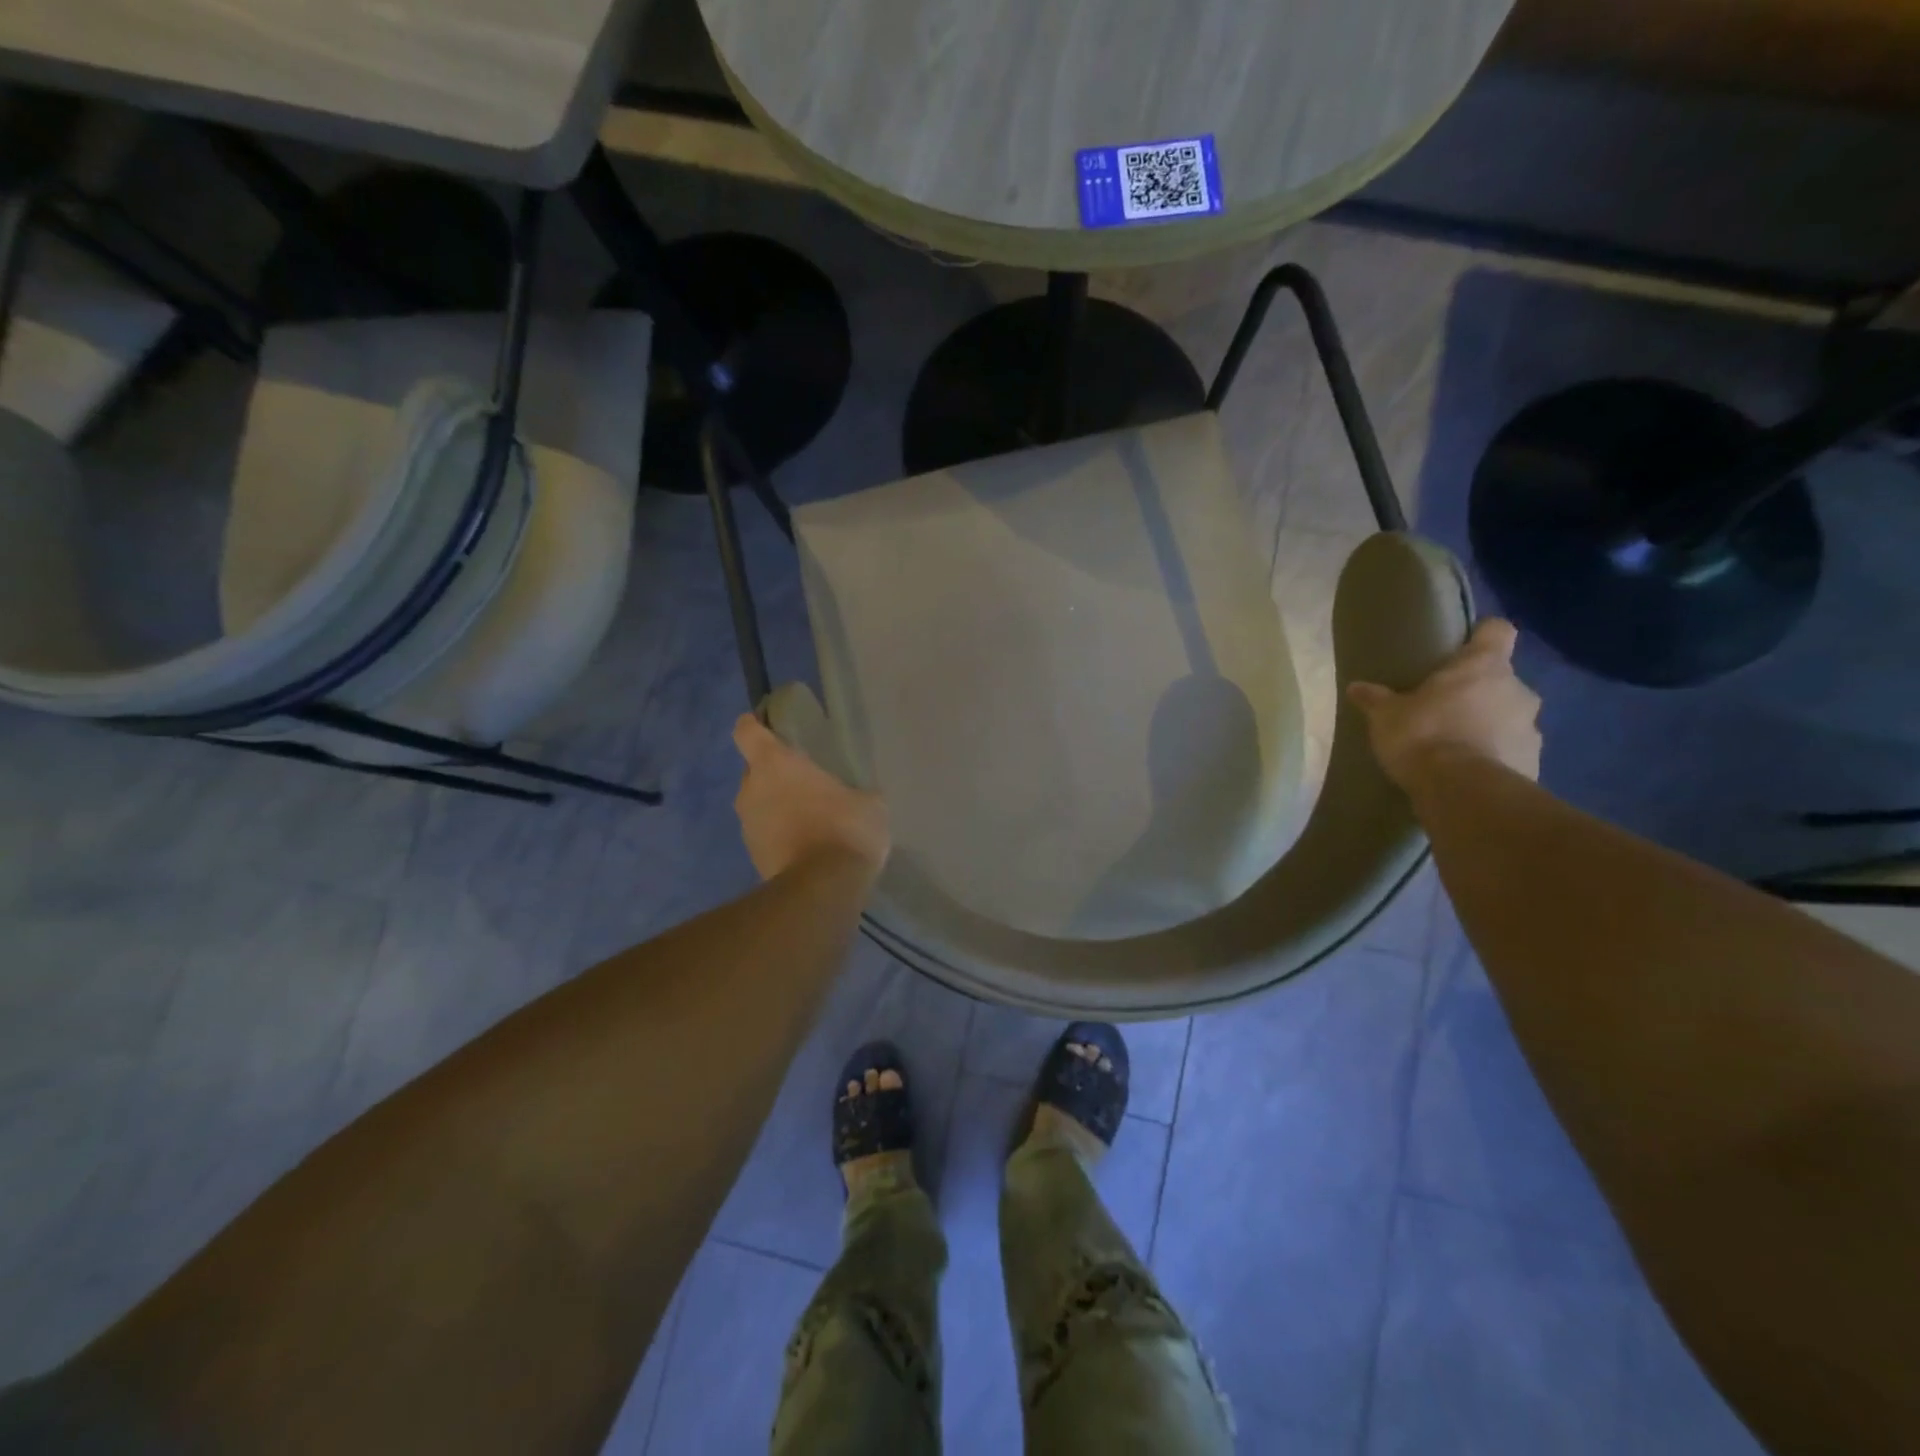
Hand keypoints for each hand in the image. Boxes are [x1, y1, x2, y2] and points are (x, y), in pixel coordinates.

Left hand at [732, 714, 890, 881]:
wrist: (822, 889)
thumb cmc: (844, 828)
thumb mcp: (868, 803)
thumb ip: (853, 791)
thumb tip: (857, 797)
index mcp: (774, 764)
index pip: (747, 731)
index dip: (754, 725)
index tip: (766, 725)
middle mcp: (751, 789)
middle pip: (753, 770)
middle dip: (773, 773)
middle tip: (804, 780)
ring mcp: (747, 826)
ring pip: (758, 804)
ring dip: (777, 807)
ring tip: (809, 817)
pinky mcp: (752, 857)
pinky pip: (765, 834)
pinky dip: (780, 835)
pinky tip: (807, 845)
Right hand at [1348, 618, 1541, 789]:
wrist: (1463, 791)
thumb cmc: (1424, 736)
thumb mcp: (1386, 716)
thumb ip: (1375, 699)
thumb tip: (1356, 687)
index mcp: (1483, 666)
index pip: (1497, 631)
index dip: (1482, 634)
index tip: (1463, 645)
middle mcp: (1517, 689)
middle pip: (1501, 678)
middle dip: (1478, 691)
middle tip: (1445, 707)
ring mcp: (1532, 727)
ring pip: (1509, 716)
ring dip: (1488, 725)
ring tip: (1455, 744)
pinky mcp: (1533, 762)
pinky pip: (1512, 750)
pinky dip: (1494, 756)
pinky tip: (1467, 771)